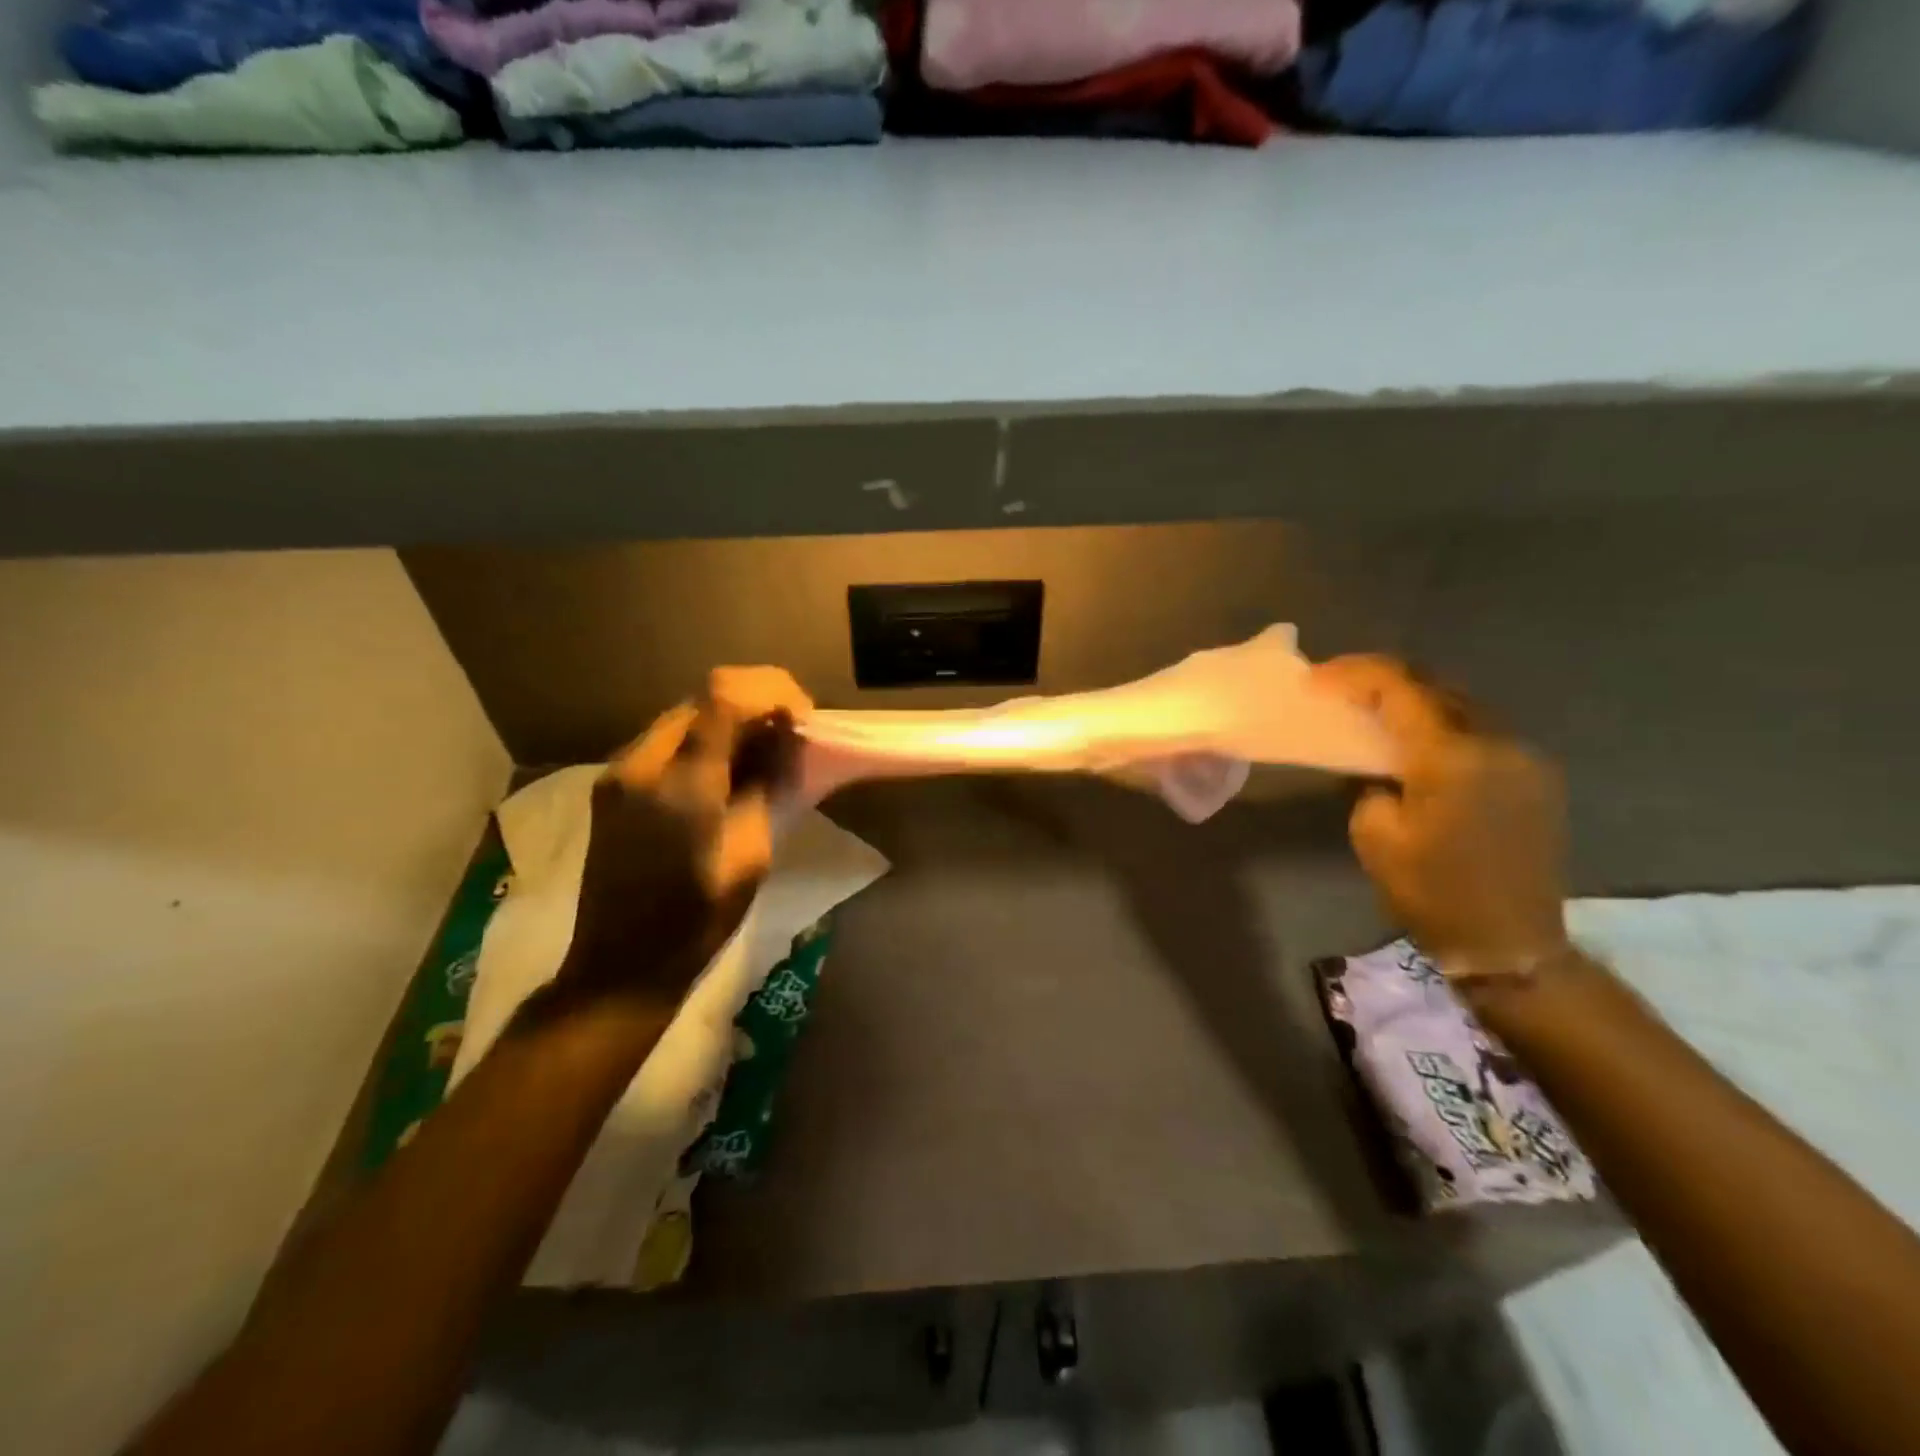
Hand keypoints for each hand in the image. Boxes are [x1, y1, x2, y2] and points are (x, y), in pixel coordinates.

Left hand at [555, 667, 813, 1010]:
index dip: (772, 690)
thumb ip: (765, 790)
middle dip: (756, 701)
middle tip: (792, 732)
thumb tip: (783, 749)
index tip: (803, 717)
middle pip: (703, 697)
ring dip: (731, 719)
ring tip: (767, 747)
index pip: (725, 697)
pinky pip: (667, 742)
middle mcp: (640, 764)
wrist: (619, 968)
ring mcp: (619, 773)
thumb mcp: (751, 857)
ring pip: (685, 716)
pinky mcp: (612, 787)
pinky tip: (730, 766)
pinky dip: (706, 740)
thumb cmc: (695, 923)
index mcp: (680, 786)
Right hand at [1313, 656, 1570, 979]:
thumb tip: (1380, 768)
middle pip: (1433, 685)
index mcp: (1452, 757)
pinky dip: (1440, 723)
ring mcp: (1524, 756)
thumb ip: (1370, 783)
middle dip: (1381, 679)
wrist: (1510, 942)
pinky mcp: (1535, 775)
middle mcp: (1497, 742)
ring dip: (1413, 699)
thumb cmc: (1432, 892)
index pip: (1398, 687)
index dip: (1352, 673)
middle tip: (1338, 687)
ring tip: (1372, 708)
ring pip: (1459, 704)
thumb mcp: (1375, 835)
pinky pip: (1479, 730)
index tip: (1314, 679)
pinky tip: (1415, 740)